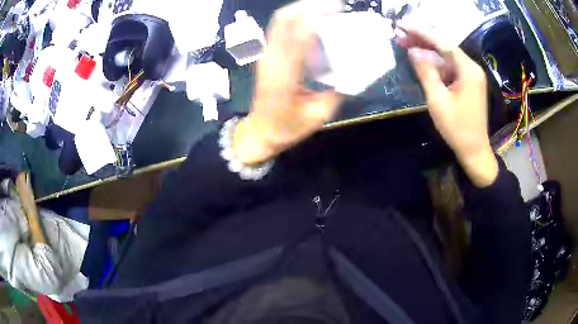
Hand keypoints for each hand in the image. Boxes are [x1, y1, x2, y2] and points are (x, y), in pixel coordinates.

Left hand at [233, 0, 342, 164]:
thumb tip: (353, 71)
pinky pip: (280, 29)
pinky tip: (312, 20)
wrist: (260, 132)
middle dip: (307, 6)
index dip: (315, 17)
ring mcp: (266, 56)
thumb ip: (337, 92)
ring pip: (279, 21)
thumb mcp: (318, 116)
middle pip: (283, 20)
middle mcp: (272, 60)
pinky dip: (296, 19)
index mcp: (285, 76)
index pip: (298, 36)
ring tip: (324, 8)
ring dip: (301, 9)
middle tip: (333, 5)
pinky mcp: (267, 56)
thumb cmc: (287, 128)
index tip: (336, 8)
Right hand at [397, 26, 498, 186]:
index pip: (442, 42)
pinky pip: (450, 68)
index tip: (402, 25)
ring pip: (446, 57)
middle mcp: (471, 68)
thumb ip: (426, 72)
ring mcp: (471, 76)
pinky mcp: (468, 84)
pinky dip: (436, 64)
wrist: (474, 150)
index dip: (421, 32)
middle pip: (445, 47)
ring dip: (428, 52)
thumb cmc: (457, 128)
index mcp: (468, 69)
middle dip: (423, 40)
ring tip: (406, 47)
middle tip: (400, 37)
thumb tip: (413, 51)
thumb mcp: (438, 100)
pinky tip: (422, 63)